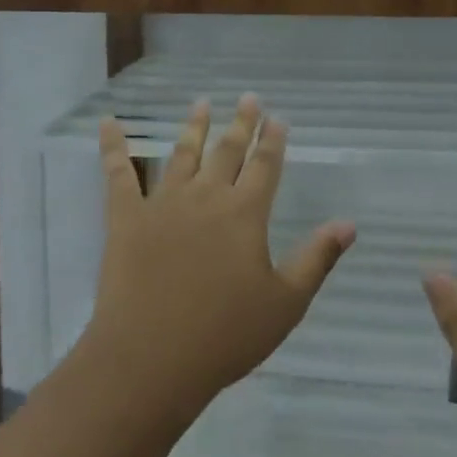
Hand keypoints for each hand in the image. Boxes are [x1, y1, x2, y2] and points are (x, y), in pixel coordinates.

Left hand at [83, 94, 355, 427]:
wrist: (150, 359)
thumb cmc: (224, 336)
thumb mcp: (285, 304)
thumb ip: (317, 259)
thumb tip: (348, 223)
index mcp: (245, 214)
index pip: (264, 166)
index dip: (273, 140)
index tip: (277, 117)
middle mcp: (206, 196)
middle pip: (227, 151)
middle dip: (241, 123)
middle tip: (248, 97)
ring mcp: (163, 203)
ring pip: (182, 154)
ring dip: (194, 126)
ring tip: (202, 102)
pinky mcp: (126, 217)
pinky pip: (118, 174)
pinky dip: (112, 146)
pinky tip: (108, 122)